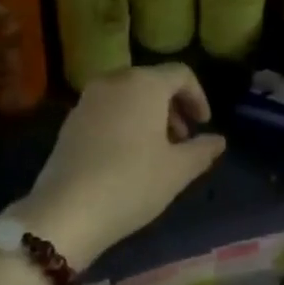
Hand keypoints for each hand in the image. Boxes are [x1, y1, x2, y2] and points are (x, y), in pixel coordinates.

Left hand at [14, 64, 225, 268]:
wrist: (66, 210)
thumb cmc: (131, 182)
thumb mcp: (177, 170)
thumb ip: (202, 150)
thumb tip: (218, 140)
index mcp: (145, 83)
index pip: (180, 74)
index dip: (198, 97)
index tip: (203, 125)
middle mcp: (116, 80)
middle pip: (153, 81)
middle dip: (173, 106)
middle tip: (182, 139)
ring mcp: (89, 98)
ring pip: (128, 95)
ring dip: (149, 114)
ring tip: (156, 150)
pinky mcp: (71, 119)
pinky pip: (107, 108)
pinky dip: (124, 121)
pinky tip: (126, 155)